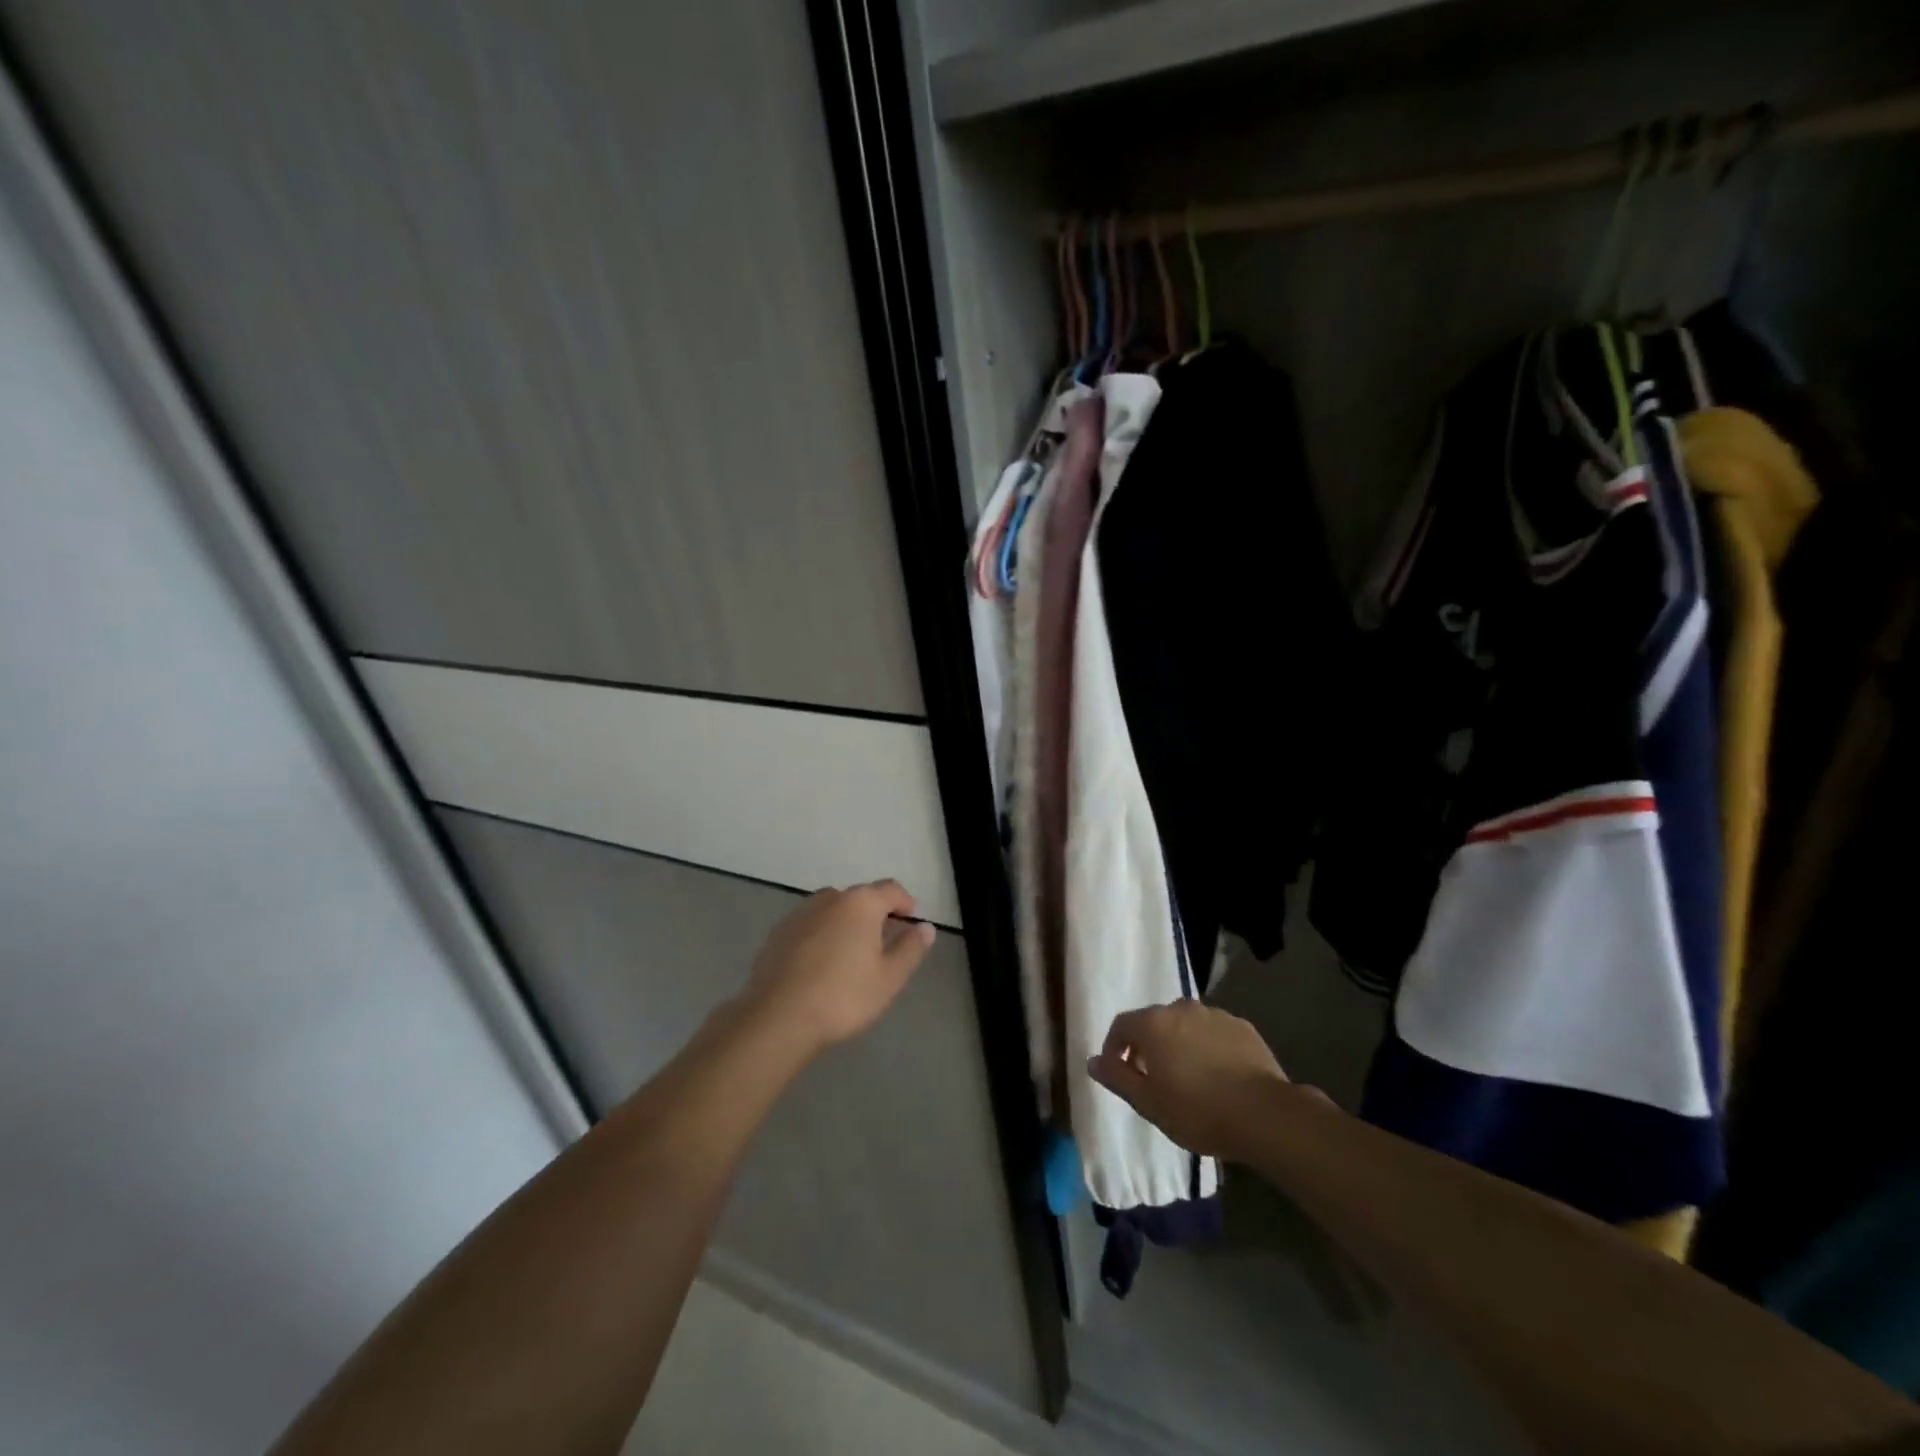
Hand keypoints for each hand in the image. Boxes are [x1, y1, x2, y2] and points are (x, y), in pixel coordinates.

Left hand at [739, 880, 935, 1054]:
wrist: (778, 1017)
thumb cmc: (843, 996)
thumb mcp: (889, 978)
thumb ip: (910, 949)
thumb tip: (926, 927)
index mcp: (860, 903)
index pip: (890, 889)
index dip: (905, 902)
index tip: (911, 919)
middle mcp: (829, 898)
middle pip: (859, 897)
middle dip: (874, 913)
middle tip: (883, 940)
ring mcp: (799, 914)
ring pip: (832, 909)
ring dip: (845, 922)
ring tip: (851, 952)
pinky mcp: (778, 933)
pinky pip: (810, 925)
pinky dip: (821, 935)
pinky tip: (820, 963)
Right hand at [1087, 1002, 1300, 1162]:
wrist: (1265, 1114)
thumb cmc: (1198, 1111)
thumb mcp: (1148, 1103)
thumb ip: (1117, 1078)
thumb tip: (1093, 1061)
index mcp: (1153, 1023)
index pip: (1121, 1026)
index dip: (1115, 1048)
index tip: (1119, 1072)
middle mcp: (1181, 1009)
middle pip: (1154, 1022)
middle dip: (1149, 1046)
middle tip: (1154, 1079)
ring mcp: (1215, 1015)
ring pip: (1186, 1025)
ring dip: (1180, 1044)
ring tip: (1189, 1078)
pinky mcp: (1242, 1027)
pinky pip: (1214, 1033)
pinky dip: (1208, 1047)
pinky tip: (1218, 1075)